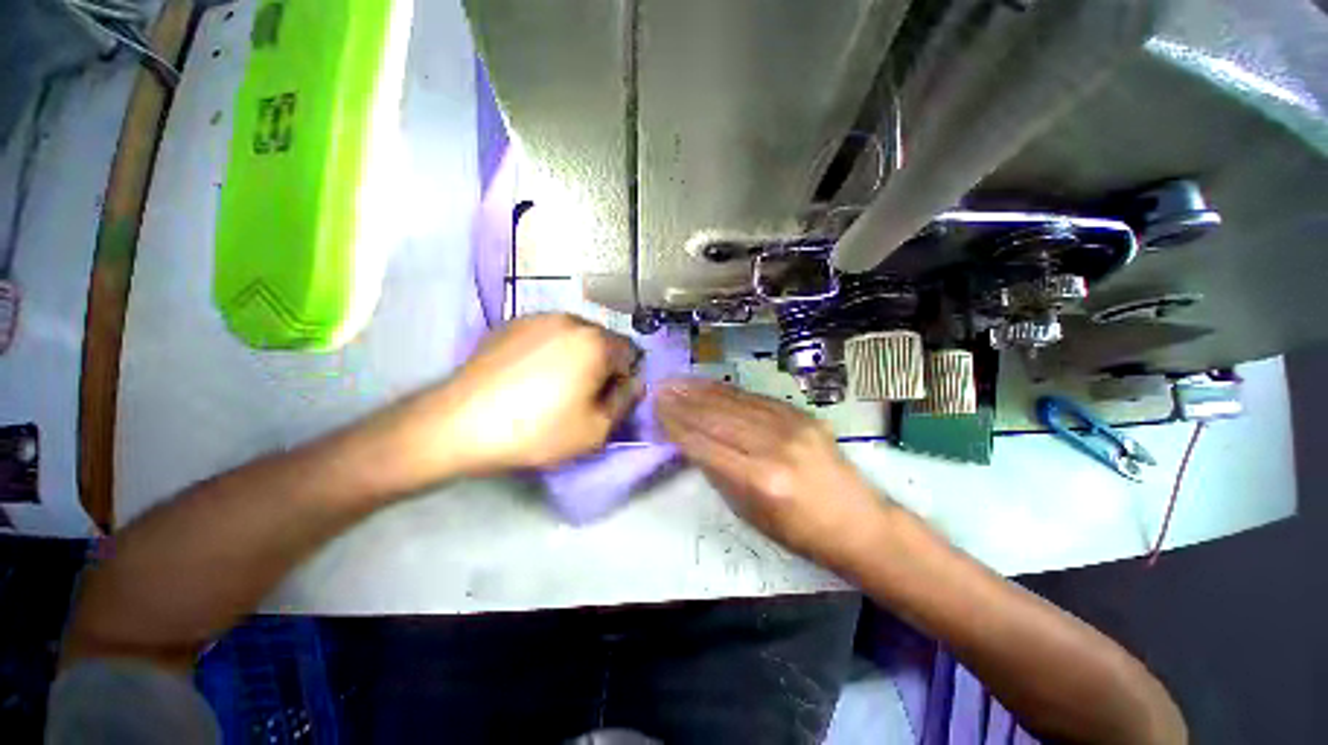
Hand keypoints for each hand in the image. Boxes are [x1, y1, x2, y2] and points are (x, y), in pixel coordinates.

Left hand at [427, 314, 641, 474]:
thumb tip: (635, 382)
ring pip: (574, 337)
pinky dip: (548, 351)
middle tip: (579, 396)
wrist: (459, 424)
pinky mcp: (510, 324)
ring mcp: (537, 317)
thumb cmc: (537, 430)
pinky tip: (527, 376)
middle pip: (602, 342)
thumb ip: (626, 401)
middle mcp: (571, 319)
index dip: (623, 380)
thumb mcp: (596, 430)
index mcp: (596, 342)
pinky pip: (545, 335)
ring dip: (574, 357)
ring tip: (550, 386)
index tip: (604, 401)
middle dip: (600, 366)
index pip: (630, 354)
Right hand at [655, 379, 888, 565]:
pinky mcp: (802, 414)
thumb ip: (719, 475)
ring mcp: (792, 426)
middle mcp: (775, 447)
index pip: (706, 445)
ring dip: (701, 391)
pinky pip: (756, 398)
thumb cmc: (800, 532)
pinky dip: (728, 391)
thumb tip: (692, 443)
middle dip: (684, 403)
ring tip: (676, 382)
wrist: (858, 522)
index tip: (656, 411)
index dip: (677, 426)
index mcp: (761, 481)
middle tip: (659, 389)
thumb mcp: (750, 514)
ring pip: (735, 403)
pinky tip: (710, 385)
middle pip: (718, 418)